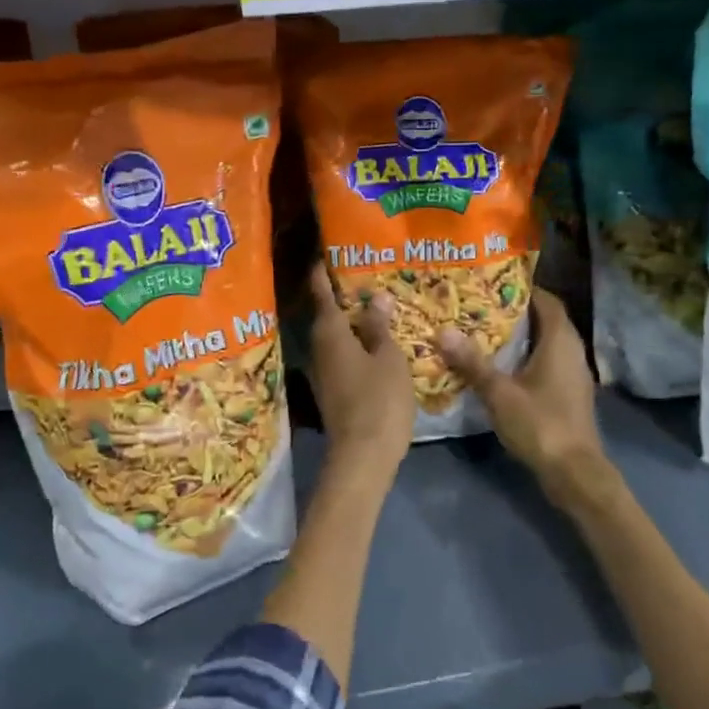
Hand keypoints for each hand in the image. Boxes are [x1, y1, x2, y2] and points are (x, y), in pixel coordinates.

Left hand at [306, 263, 414, 475]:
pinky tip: (373, 343)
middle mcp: (319, 349)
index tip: (324, 253)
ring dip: (349, 322)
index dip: (322, 272)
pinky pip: (341, 356)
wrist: (362, 456)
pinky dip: (354, 344)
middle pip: (326, 315)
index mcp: (330, 333)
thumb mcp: (388, 358)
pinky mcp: (332, 391)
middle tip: (363, 275)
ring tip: (373, 306)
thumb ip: (380, 327)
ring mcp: (323, 372)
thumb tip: (375, 298)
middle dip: (340, 296)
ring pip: (334, 338)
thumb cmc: (379, 399)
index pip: (321, 293)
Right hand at [438, 289, 605, 488]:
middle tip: (480, 307)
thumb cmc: (540, 424)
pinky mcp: (569, 393)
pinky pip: (547, 363)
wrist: (574, 471)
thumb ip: (472, 362)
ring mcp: (573, 374)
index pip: (546, 301)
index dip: (522, 290)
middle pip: (546, 320)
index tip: (492, 285)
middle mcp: (572, 351)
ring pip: (547, 343)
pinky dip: (526, 358)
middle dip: (516, 312)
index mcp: (560, 341)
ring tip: (484, 333)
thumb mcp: (499, 392)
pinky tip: (501, 366)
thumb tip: (443, 332)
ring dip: (521, 337)